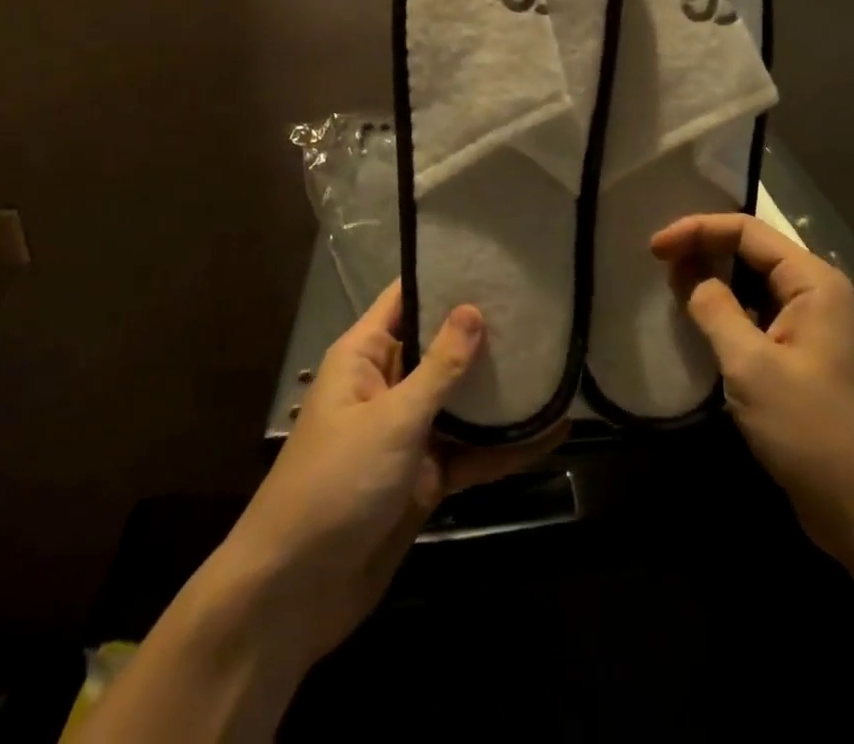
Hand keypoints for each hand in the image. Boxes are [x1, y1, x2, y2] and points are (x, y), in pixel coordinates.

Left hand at [223, 281, 569, 661]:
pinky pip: (472, 452)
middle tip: (541, 306)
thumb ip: (439, 368)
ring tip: (556, 361)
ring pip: (462, 401)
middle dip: (485, 331)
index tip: (493, 260)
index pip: (406, 299)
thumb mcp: (392, 419)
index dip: (443, 276)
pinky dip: (507, 446)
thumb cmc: (336, 484)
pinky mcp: (427, 478)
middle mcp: (389, 385)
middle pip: (441, 347)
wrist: (296, 594)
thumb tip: (474, 309)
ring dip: (502, 390)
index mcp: (366, 356)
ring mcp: (410, 433)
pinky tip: (552, 433)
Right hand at [653, 213, 853, 559]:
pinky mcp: (801, 357)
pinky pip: (757, 316)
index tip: (654, 249)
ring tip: (672, 289)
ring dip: (712, 281)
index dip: (696, 230)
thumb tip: (689, 276)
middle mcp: (814, 294)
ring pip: (752, 284)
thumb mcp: (752, 366)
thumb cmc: (812, 431)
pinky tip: (700, 324)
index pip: (745, 231)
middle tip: (659, 266)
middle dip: (703, 250)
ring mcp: (810, 326)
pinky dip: (726, 312)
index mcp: (812, 282)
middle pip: (750, 251)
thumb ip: (715, 309)